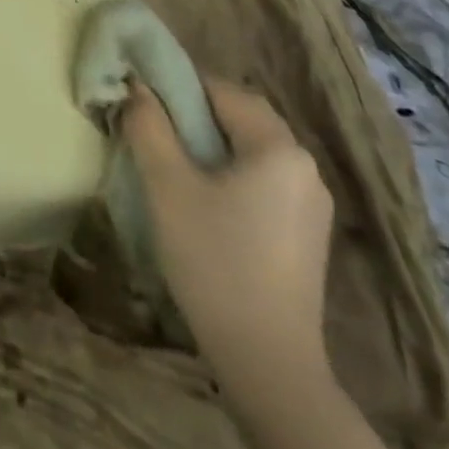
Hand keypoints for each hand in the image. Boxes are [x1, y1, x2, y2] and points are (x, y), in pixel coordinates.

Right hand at [122, 78, 334, 381]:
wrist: (268, 362)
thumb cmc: (214, 260)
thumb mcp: (167, 185)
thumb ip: (149, 126)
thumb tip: (136, 86)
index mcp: (278, 146)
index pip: (220, 89)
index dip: (177, 86)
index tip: (142, 100)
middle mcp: (305, 166)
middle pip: (241, 116)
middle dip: (194, 113)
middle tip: (153, 128)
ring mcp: (311, 203)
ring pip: (251, 148)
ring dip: (211, 143)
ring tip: (171, 162)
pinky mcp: (307, 232)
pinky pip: (264, 178)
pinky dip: (231, 172)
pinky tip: (204, 199)